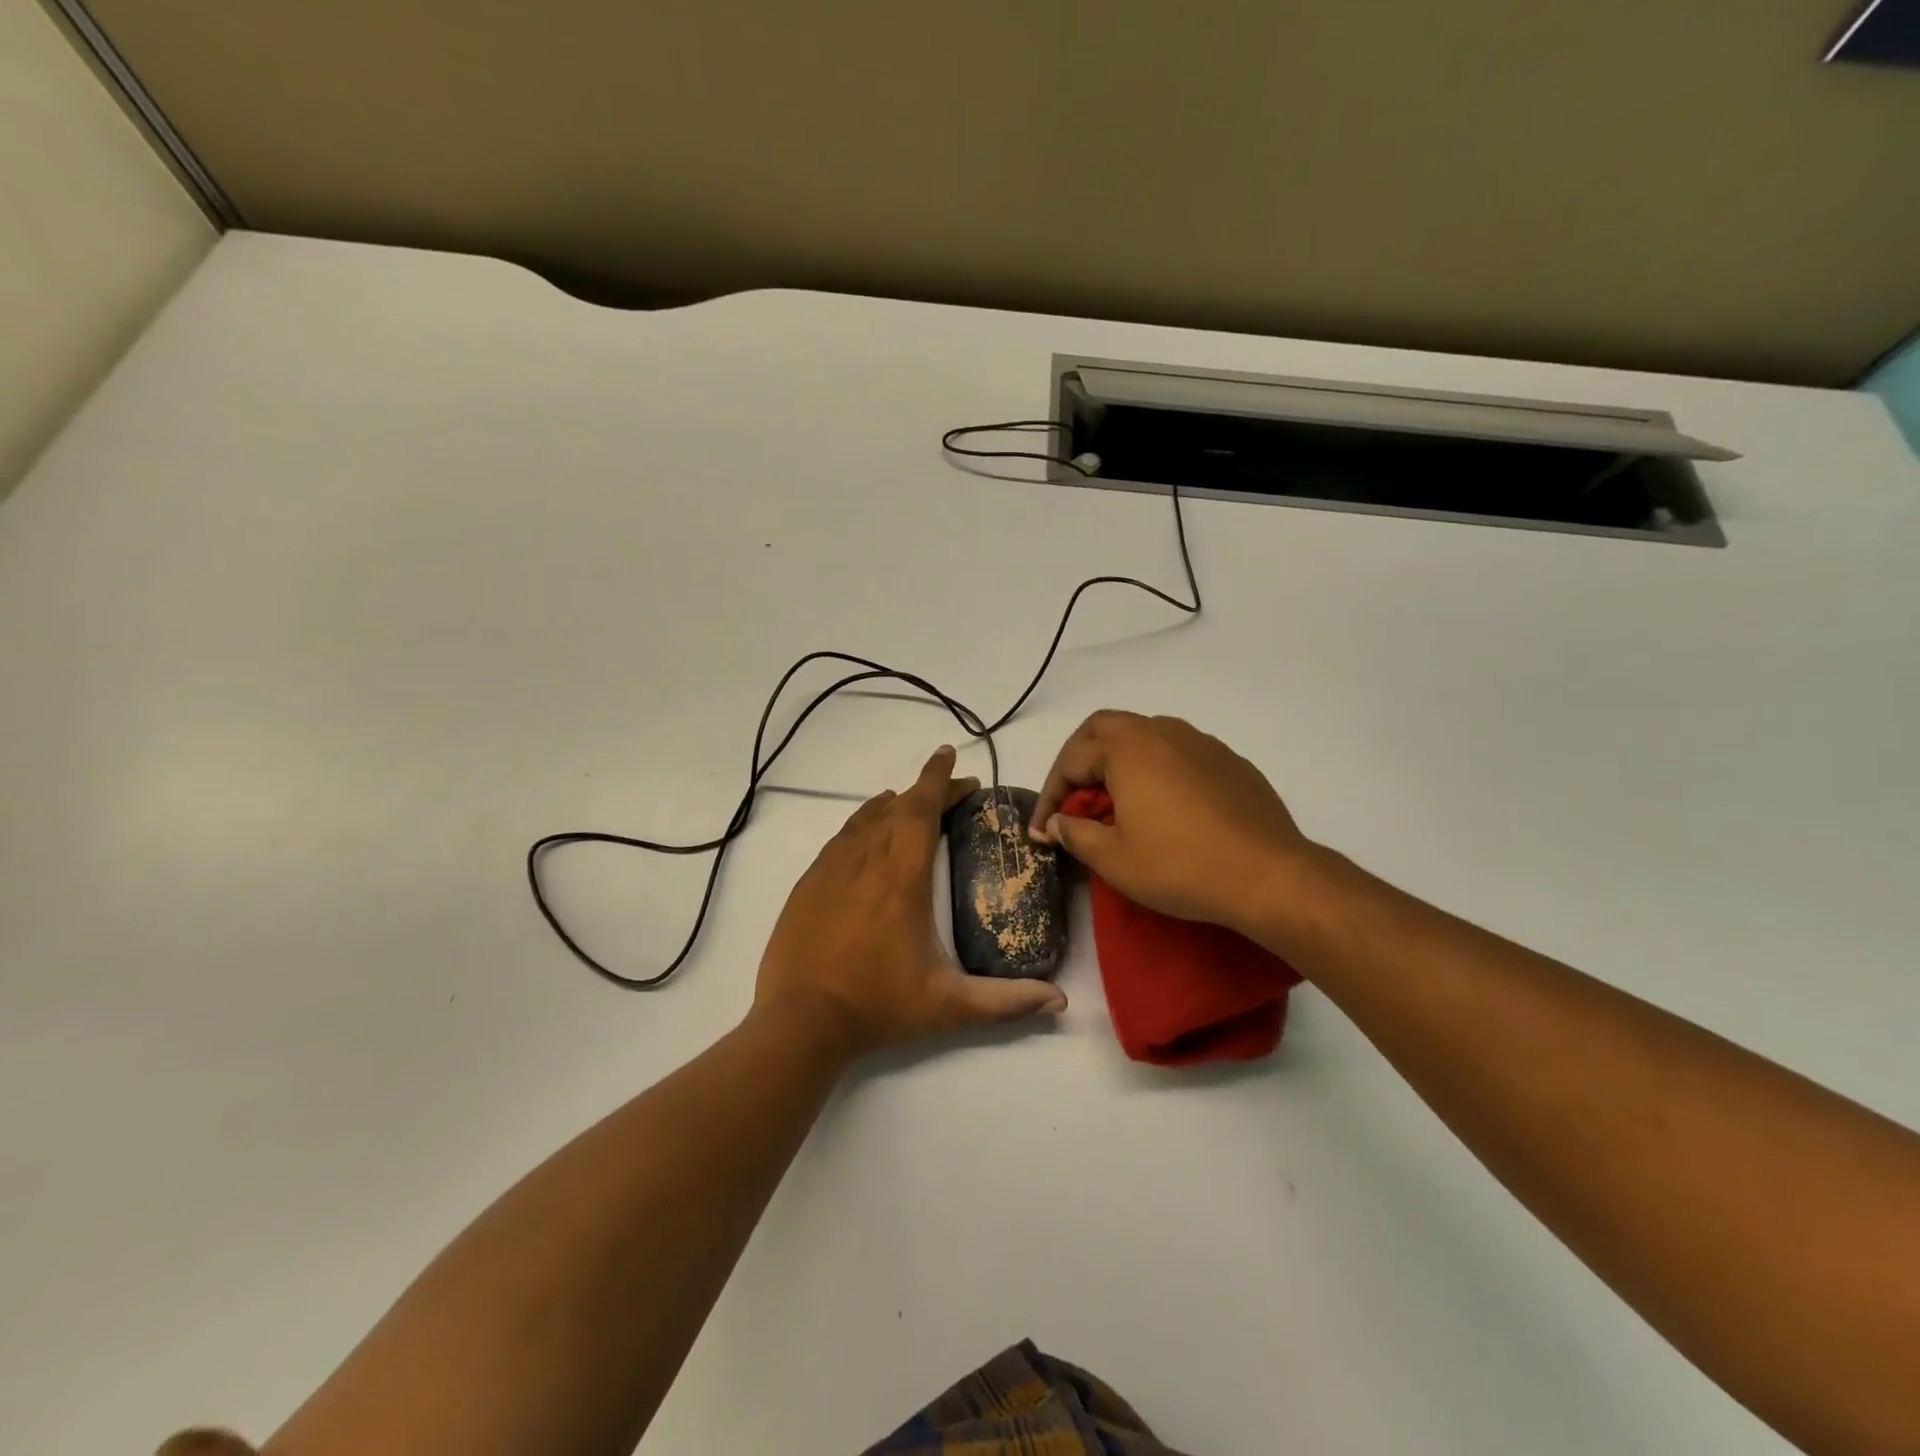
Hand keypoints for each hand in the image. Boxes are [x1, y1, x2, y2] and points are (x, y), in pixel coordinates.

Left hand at [754, 745, 1067, 1055]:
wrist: (800, 1022)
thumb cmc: (879, 1006)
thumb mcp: (948, 1006)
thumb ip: (1006, 1001)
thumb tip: (1060, 1002)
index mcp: (902, 877)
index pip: (921, 808)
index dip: (938, 778)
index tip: (951, 756)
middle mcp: (866, 860)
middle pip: (897, 807)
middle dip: (926, 789)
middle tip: (952, 789)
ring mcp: (831, 868)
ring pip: (866, 818)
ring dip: (893, 804)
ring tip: (911, 802)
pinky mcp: (808, 882)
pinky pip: (842, 837)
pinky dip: (862, 823)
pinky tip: (868, 833)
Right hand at [1030, 711, 1313, 935]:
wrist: (1268, 876)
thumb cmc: (1180, 865)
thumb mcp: (1114, 860)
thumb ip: (1076, 834)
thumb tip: (1058, 822)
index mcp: (1127, 748)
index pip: (1071, 759)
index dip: (1049, 796)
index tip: (1042, 831)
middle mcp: (1162, 732)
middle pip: (1104, 730)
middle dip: (1078, 761)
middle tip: (1071, 799)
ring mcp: (1200, 743)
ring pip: (1144, 737)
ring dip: (1118, 762)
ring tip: (1113, 802)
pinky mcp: (1229, 761)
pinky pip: (1178, 754)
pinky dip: (1155, 771)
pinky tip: (1162, 807)